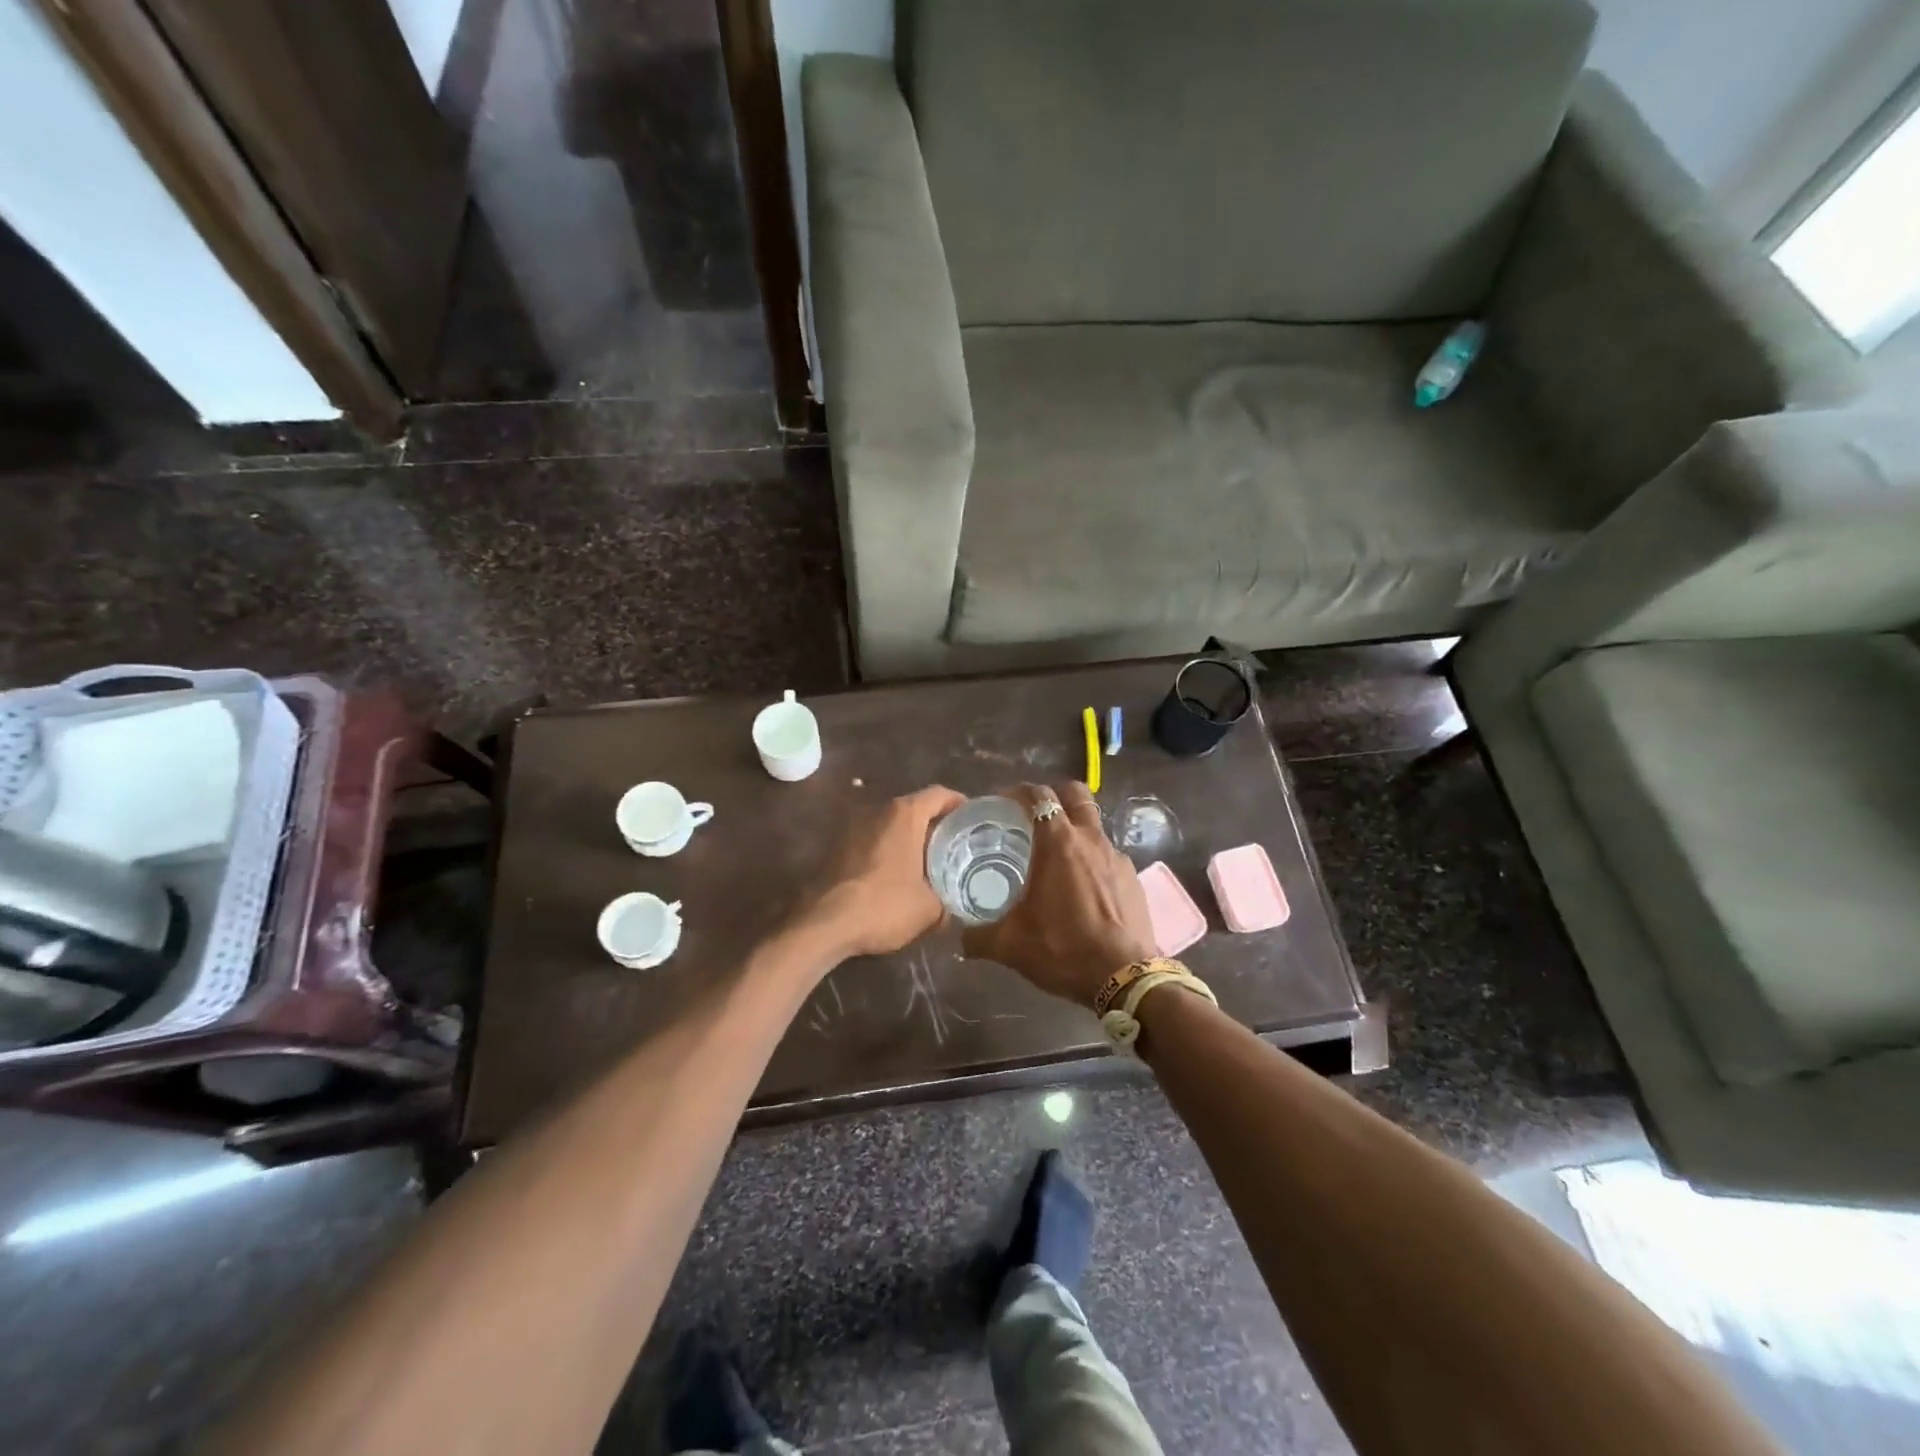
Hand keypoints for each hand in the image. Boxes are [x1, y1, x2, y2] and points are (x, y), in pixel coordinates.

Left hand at [808, 785, 966, 957]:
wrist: (824, 925)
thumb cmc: (884, 906)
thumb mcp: (929, 909)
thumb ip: (946, 900)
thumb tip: (951, 908)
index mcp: (904, 815)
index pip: (939, 794)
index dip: (959, 804)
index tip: (972, 819)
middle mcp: (877, 811)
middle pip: (914, 808)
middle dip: (935, 825)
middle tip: (954, 846)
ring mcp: (853, 828)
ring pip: (891, 826)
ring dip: (909, 839)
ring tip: (927, 864)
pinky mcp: (837, 848)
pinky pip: (872, 841)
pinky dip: (888, 852)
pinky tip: (896, 877)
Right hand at [962, 782, 1156, 1008]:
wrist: (1124, 977)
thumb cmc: (1064, 949)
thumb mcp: (1011, 945)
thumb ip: (979, 937)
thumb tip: (961, 938)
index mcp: (1058, 843)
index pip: (1040, 796)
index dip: (1020, 792)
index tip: (1005, 804)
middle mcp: (1090, 840)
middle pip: (1076, 794)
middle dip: (1056, 795)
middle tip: (1036, 815)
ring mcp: (1117, 857)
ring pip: (1094, 825)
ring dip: (1076, 828)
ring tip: (1058, 855)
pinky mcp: (1134, 878)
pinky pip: (1109, 855)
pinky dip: (1093, 859)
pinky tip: (1083, 887)